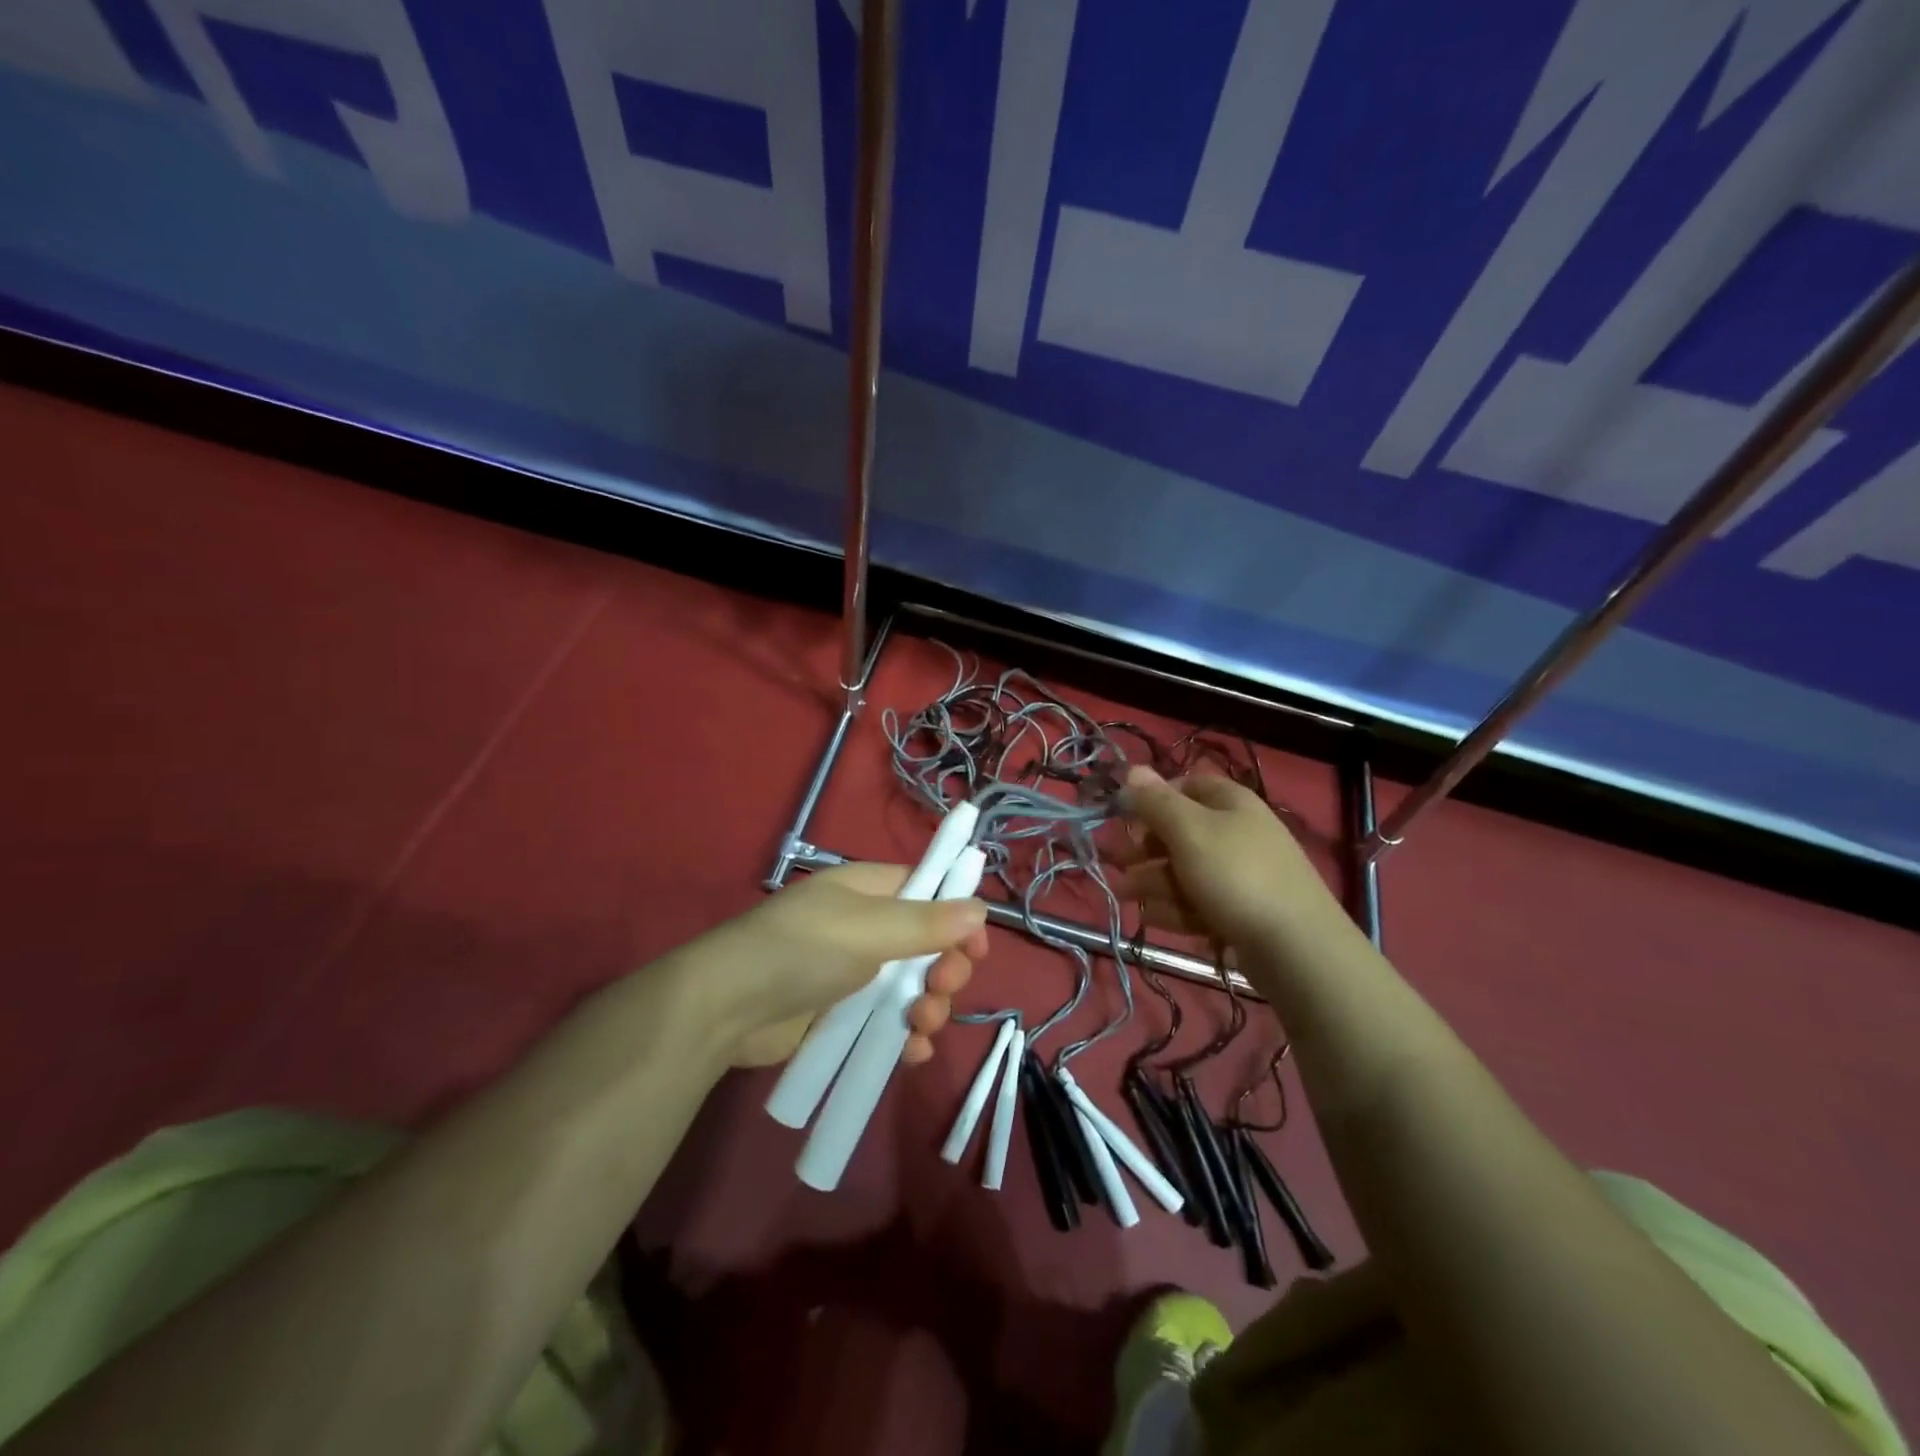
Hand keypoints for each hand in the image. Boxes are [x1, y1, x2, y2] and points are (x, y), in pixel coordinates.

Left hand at [687, 862, 989, 1067]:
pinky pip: (889, 1022)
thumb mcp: (869, 929)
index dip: (957, 916)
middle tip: (942, 987)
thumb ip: (926, 922)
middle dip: (946, 968)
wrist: (726, 1009)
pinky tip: (911, 1053)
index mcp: (868, 891)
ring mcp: (853, 974)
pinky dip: (906, 1037)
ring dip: (930, 1007)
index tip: (978, 946)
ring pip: (912, 987)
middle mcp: (865, 928)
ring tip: (922, 1025)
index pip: (927, 891)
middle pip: (928, 944)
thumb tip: (980, 909)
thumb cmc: (802, 950)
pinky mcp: (842, 1016)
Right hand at [1112, 765, 1346, 953]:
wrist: (1296, 947)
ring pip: (1186, 870)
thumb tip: (1131, 769)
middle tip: (1116, 862)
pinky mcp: (1241, 911)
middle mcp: (1237, 832)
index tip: (1123, 816)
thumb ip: (1156, 801)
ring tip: (1125, 896)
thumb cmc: (1236, 875)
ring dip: (1153, 880)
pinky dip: (1175, 908)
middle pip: (1181, 831)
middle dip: (1146, 847)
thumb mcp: (1189, 831)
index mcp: (1230, 803)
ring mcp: (1242, 874)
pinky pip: (1200, 902)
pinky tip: (1153, 919)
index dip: (1152, 798)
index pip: (1185, 785)